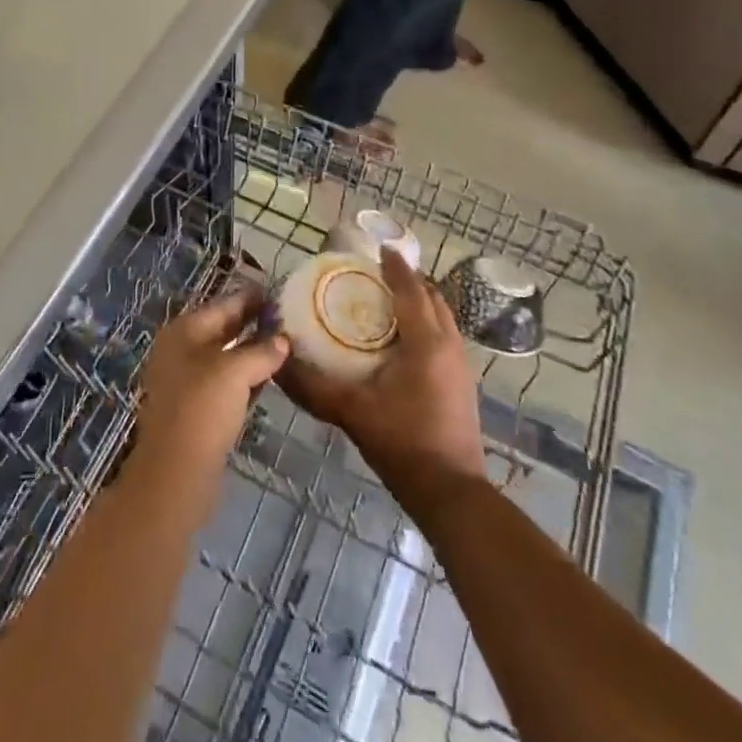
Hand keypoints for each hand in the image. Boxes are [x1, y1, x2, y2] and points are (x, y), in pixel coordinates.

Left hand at [130, 290, 287, 511]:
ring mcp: (185, 382)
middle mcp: (181, 351)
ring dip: (251, 353)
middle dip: (252, 324)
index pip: (223, 305)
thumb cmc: (202, 409)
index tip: (278, 293)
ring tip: (285, 345)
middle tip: (287, 318)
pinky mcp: (195, 411)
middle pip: (222, 329)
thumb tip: (283, 340)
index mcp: (183, 331)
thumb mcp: (236, 372)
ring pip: (225, 358)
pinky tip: (269, 379)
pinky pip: (225, 384)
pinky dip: (245, 378)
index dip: (250, 298)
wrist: (175, 474)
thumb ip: (262, 351)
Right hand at [277, 249, 486, 500]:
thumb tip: (278, 364)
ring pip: (443, 317)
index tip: (379, 248)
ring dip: (420, 302)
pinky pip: (445, 336)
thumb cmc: (403, 444)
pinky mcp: (464, 382)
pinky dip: (427, 323)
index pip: (411, 289)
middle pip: (432, 297)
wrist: (452, 493)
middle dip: (408, 280)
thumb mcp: (351, 411)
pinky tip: (405, 339)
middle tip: (377, 274)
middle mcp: (450, 344)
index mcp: (426, 342)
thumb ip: (313, 386)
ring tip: (389, 300)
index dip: (395, 266)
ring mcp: (462, 364)